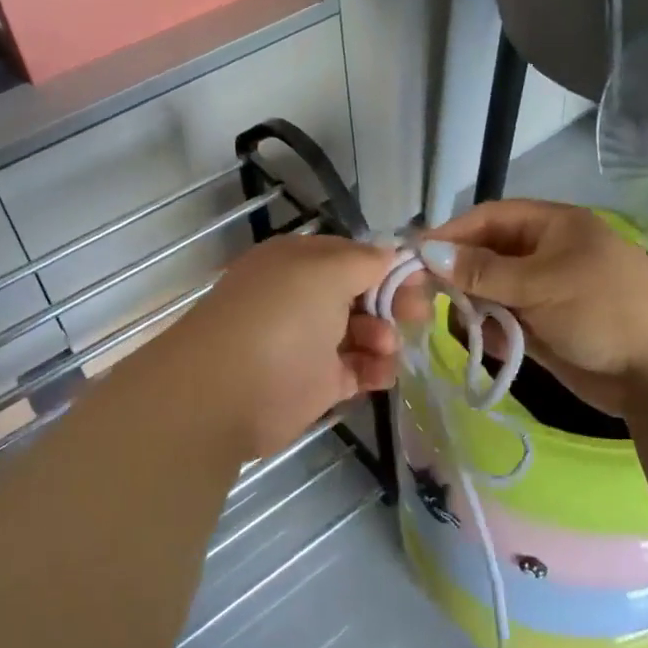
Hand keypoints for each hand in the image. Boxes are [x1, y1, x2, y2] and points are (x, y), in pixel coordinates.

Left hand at [157, 235, 418, 457]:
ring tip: (384, 349)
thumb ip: (366, 261)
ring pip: (364, 332)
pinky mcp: (316, 383)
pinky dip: (375, 370)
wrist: (225, 393)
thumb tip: (391, 254)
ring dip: (384, 337)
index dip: (389, 266)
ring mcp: (310, 341)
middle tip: (415, 316)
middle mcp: (304, 297)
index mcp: (300, 262)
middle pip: (363, 294)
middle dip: (393, 302)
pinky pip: (357, 370)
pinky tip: (381, 374)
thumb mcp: (326, 271)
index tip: (421, 280)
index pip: (354, 255)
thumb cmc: (280, 318)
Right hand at [421, 200, 647, 414]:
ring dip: (475, 307)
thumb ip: (481, 270)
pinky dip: (494, 332)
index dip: (451, 235)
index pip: (488, 219)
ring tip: (468, 327)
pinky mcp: (544, 327)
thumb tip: (427, 251)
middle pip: (484, 255)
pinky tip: (495, 346)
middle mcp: (544, 253)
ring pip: (490, 291)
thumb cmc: (604, 311)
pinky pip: (504, 322)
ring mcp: (544, 292)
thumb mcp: (540, 283)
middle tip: (425, 299)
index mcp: (552, 226)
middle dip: (458, 276)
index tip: (414, 258)